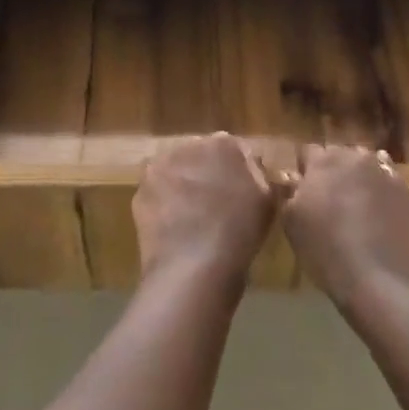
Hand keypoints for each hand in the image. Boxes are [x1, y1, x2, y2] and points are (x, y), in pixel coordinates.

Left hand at [133, 133, 275, 289]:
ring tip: (193, 217)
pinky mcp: (140, 191)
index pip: (233, 150)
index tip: (242, 193)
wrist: (194, 266)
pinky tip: (174, 227)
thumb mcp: (268, 202)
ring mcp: (160, 167)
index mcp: (223, 143)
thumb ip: (261, 176)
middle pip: (200, 156)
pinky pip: (157, 194)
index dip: (238, 172)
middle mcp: (188, 145)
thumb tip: (254, 167)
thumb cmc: (239, 232)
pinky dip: (164, 205)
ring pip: (175, 172)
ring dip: (182, 186)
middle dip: (207, 173)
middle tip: (216, 204)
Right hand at [281, 143, 408, 308]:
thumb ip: (290, 194)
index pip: (309, 151)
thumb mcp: (292, 224)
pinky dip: (384, 197)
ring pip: (369, 167)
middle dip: (334, 170)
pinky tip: (380, 220)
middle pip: (341, 155)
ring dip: (361, 179)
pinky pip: (392, 189)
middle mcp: (357, 160)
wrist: (383, 281)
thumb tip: (294, 180)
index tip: (302, 188)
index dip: (305, 168)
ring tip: (357, 206)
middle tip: (329, 197)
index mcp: (324, 162)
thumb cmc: (327, 250)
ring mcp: (387, 177)